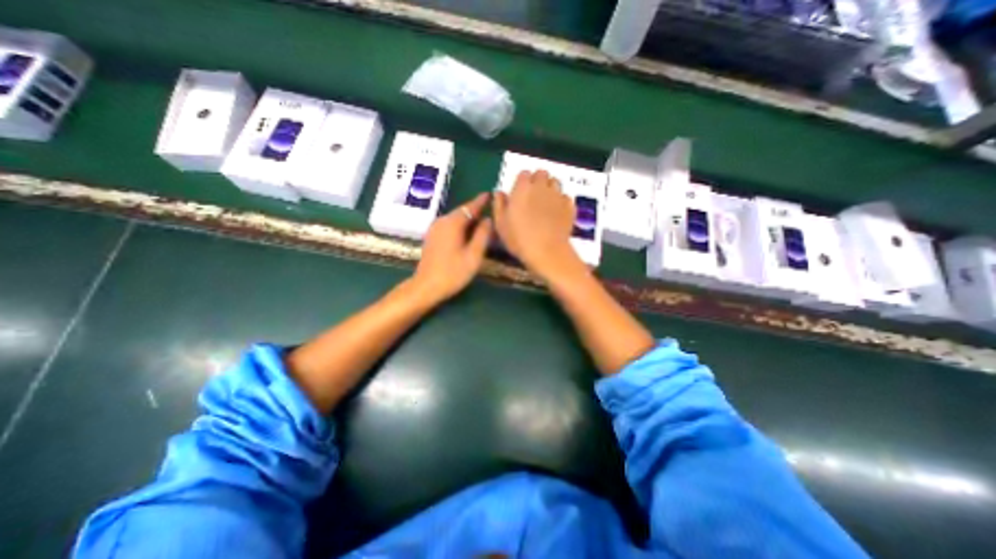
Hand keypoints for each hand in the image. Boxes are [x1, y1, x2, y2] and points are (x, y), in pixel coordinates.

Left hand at [410, 192, 491, 305]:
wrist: (426, 287)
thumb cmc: (453, 273)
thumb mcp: (474, 255)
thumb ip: (482, 235)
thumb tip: (488, 219)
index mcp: (453, 223)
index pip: (470, 207)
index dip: (481, 201)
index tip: (490, 194)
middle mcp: (442, 221)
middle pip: (462, 212)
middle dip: (476, 211)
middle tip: (491, 211)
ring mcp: (434, 229)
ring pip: (455, 219)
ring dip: (468, 220)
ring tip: (482, 223)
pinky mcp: (432, 237)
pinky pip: (449, 226)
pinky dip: (460, 226)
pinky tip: (467, 233)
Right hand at [492, 171, 583, 283]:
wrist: (546, 251)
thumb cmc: (519, 238)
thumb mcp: (501, 224)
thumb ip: (499, 205)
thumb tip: (499, 192)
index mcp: (522, 188)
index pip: (524, 173)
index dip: (522, 182)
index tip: (520, 192)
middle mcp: (541, 186)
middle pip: (541, 173)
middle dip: (538, 181)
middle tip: (533, 196)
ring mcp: (557, 195)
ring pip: (555, 182)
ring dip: (550, 188)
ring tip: (546, 203)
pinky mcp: (569, 206)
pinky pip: (565, 197)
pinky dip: (561, 201)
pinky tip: (556, 212)